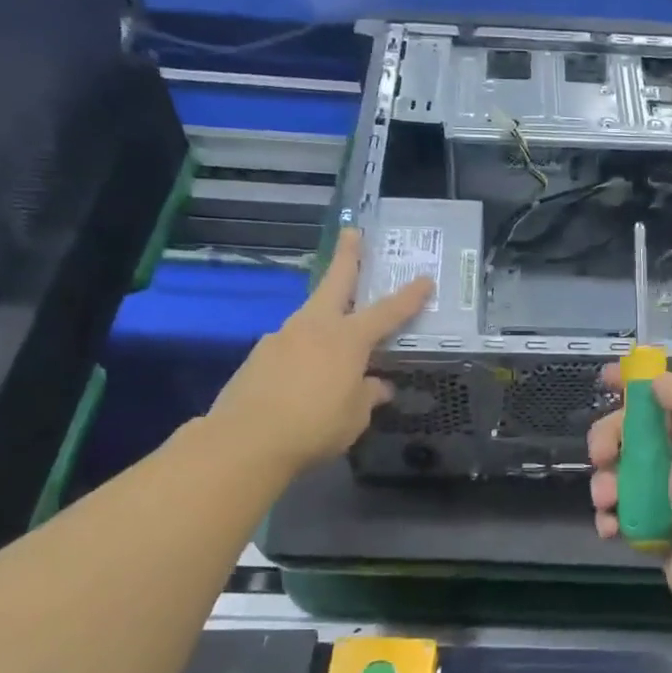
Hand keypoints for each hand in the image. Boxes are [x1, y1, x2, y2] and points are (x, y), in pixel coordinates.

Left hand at [208, 228, 432, 474]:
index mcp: (348, 339)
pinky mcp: (259, 355)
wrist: (246, 440)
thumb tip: (378, 385)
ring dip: (324, 312)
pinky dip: (304, 349)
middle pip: (335, 283)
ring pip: (310, 315)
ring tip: (335, 331)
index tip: (424, 279)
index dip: (409, 297)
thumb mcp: (355, 416)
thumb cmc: (315, 427)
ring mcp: (282, 337)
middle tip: (352, 232)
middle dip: (347, 257)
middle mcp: (314, 327)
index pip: (387, 312)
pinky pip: (291, 343)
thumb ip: (368, 395)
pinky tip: (304, 371)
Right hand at [588, 366, 671, 636]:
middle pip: (638, 433)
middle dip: (611, 440)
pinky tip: (610, 528)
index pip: (669, 394)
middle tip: (599, 456)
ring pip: (624, 473)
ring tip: (607, 502)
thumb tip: (659, 381)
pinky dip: (612, 517)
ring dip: (607, 484)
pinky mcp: (660, 527)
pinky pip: (626, 511)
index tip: (603, 379)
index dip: (637, 383)